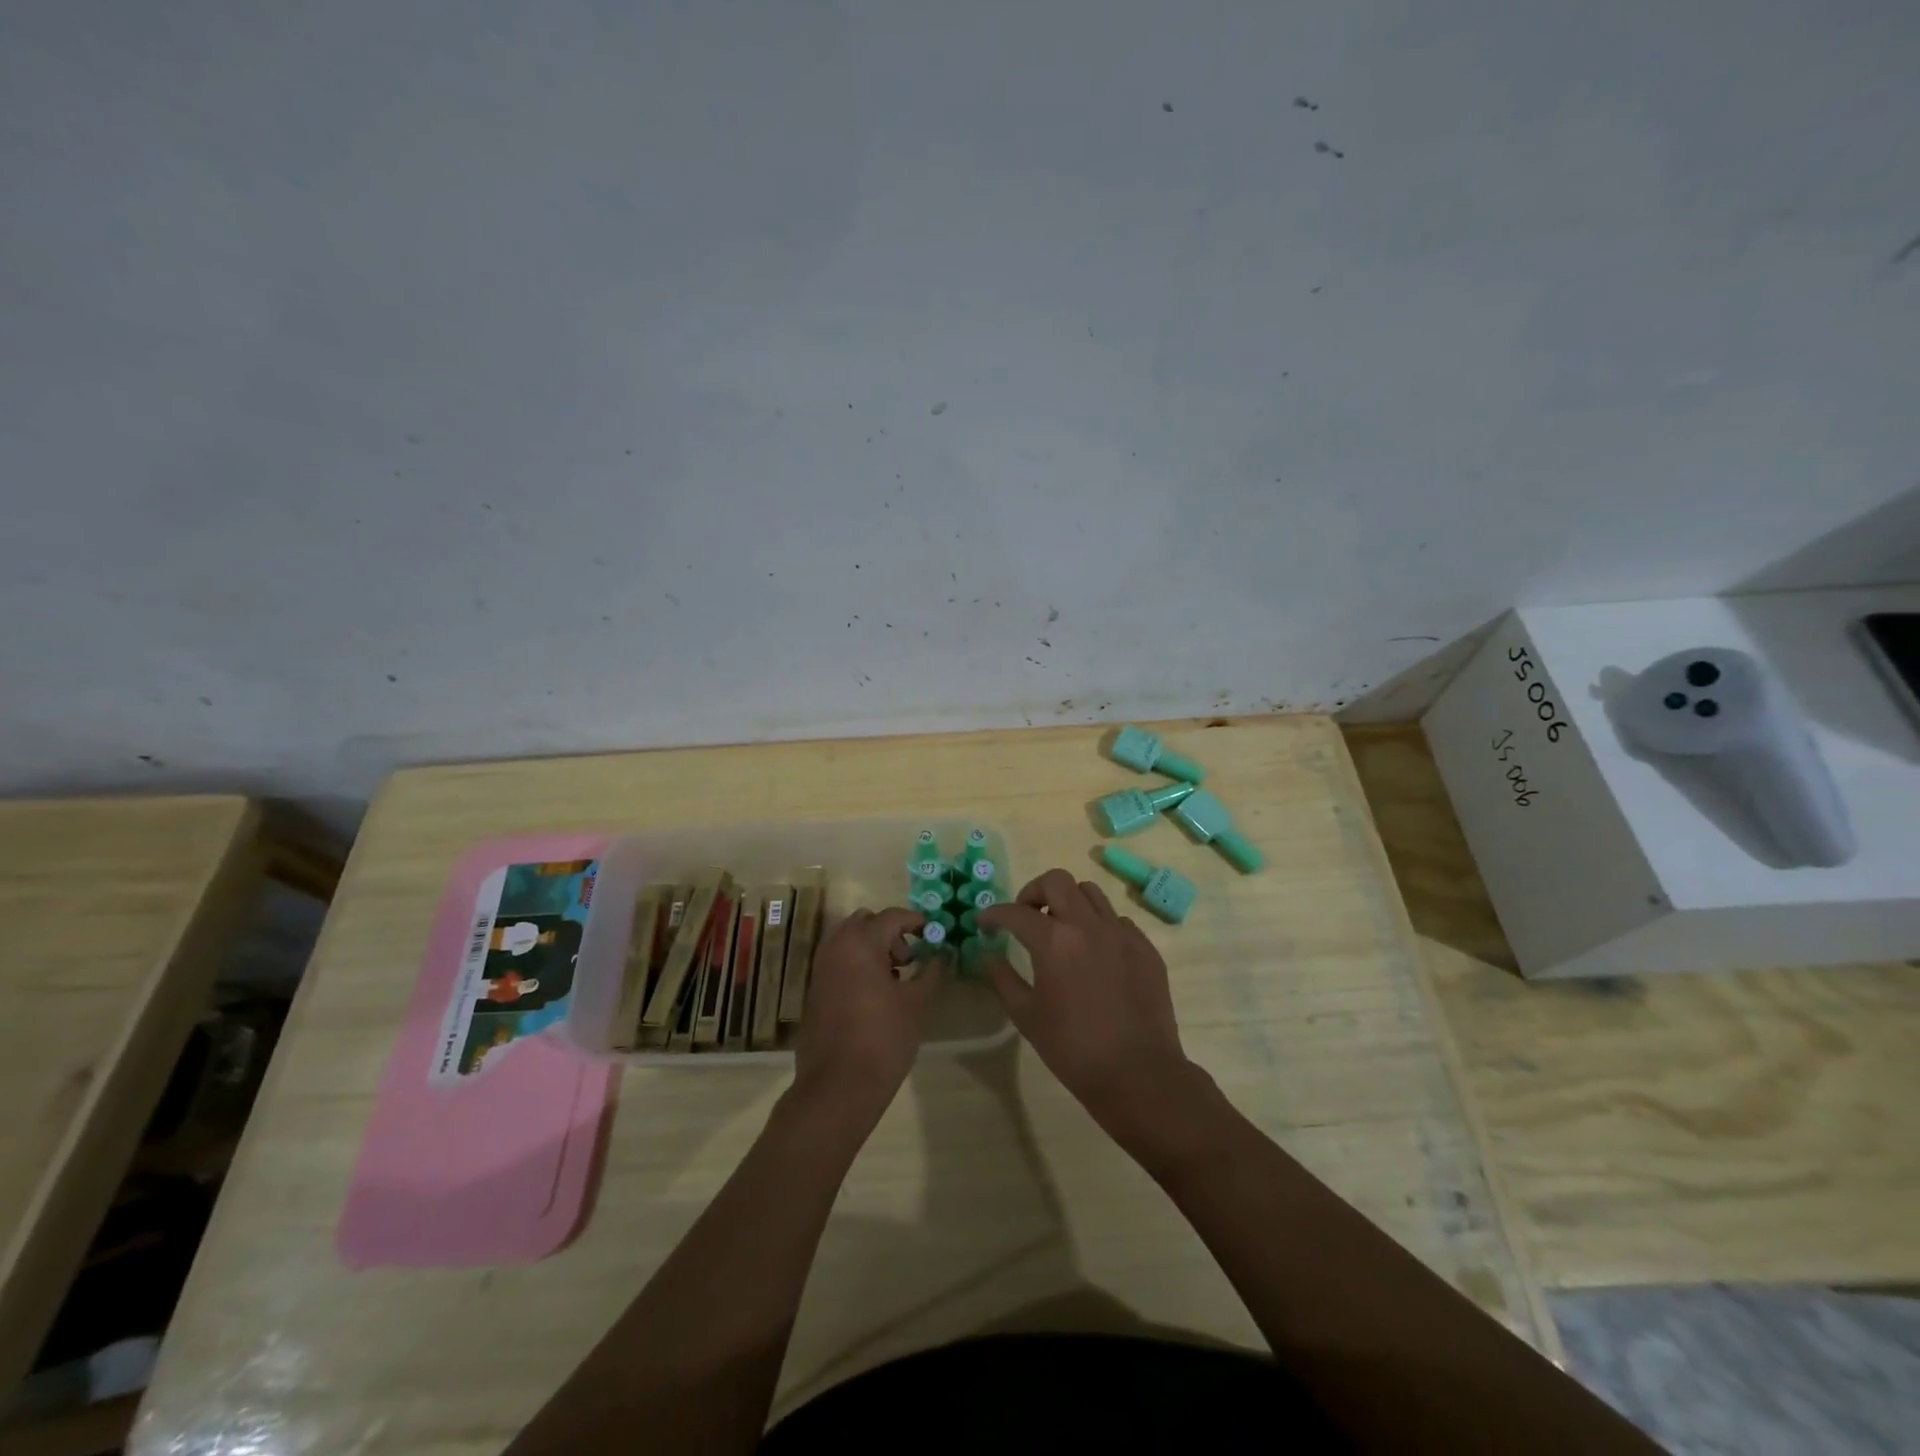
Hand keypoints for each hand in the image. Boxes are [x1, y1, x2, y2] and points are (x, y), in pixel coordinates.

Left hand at [792, 907, 938, 1121]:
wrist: (838, 1087)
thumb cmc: (884, 1039)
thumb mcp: (917, 1003)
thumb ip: (932, 971)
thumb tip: (943, 953)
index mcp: (860, 943)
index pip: (892, 916)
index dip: (916, 921)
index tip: (934, 934)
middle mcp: (836, 947)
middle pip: (865, 921)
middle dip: (890, 931)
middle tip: (910, 957)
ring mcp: (821, 968)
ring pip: (848, 939)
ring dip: (872, 946)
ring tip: (894, 977)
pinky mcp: (815, 989)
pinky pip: (838, 960)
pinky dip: (857, 962)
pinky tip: (875, 993)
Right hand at [978, 870, 1197, 1138]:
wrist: (1138, 1075)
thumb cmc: (1073, 1049)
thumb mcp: (1027, 1017)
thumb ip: (1003, 978)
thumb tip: (990, 954)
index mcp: (1054, 941)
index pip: (1016, 912)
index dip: (994, 914)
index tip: (984, 922)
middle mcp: (1088, 925)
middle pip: (1057, 881)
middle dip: (1033, 892)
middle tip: (1025, 917)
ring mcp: (1121, 933)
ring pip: (1090, 892)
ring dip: (1068, 902)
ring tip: (1061, 929)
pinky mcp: (1145, 947)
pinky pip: (1116, 920)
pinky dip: (1098, 925)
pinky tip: (1094, 953)